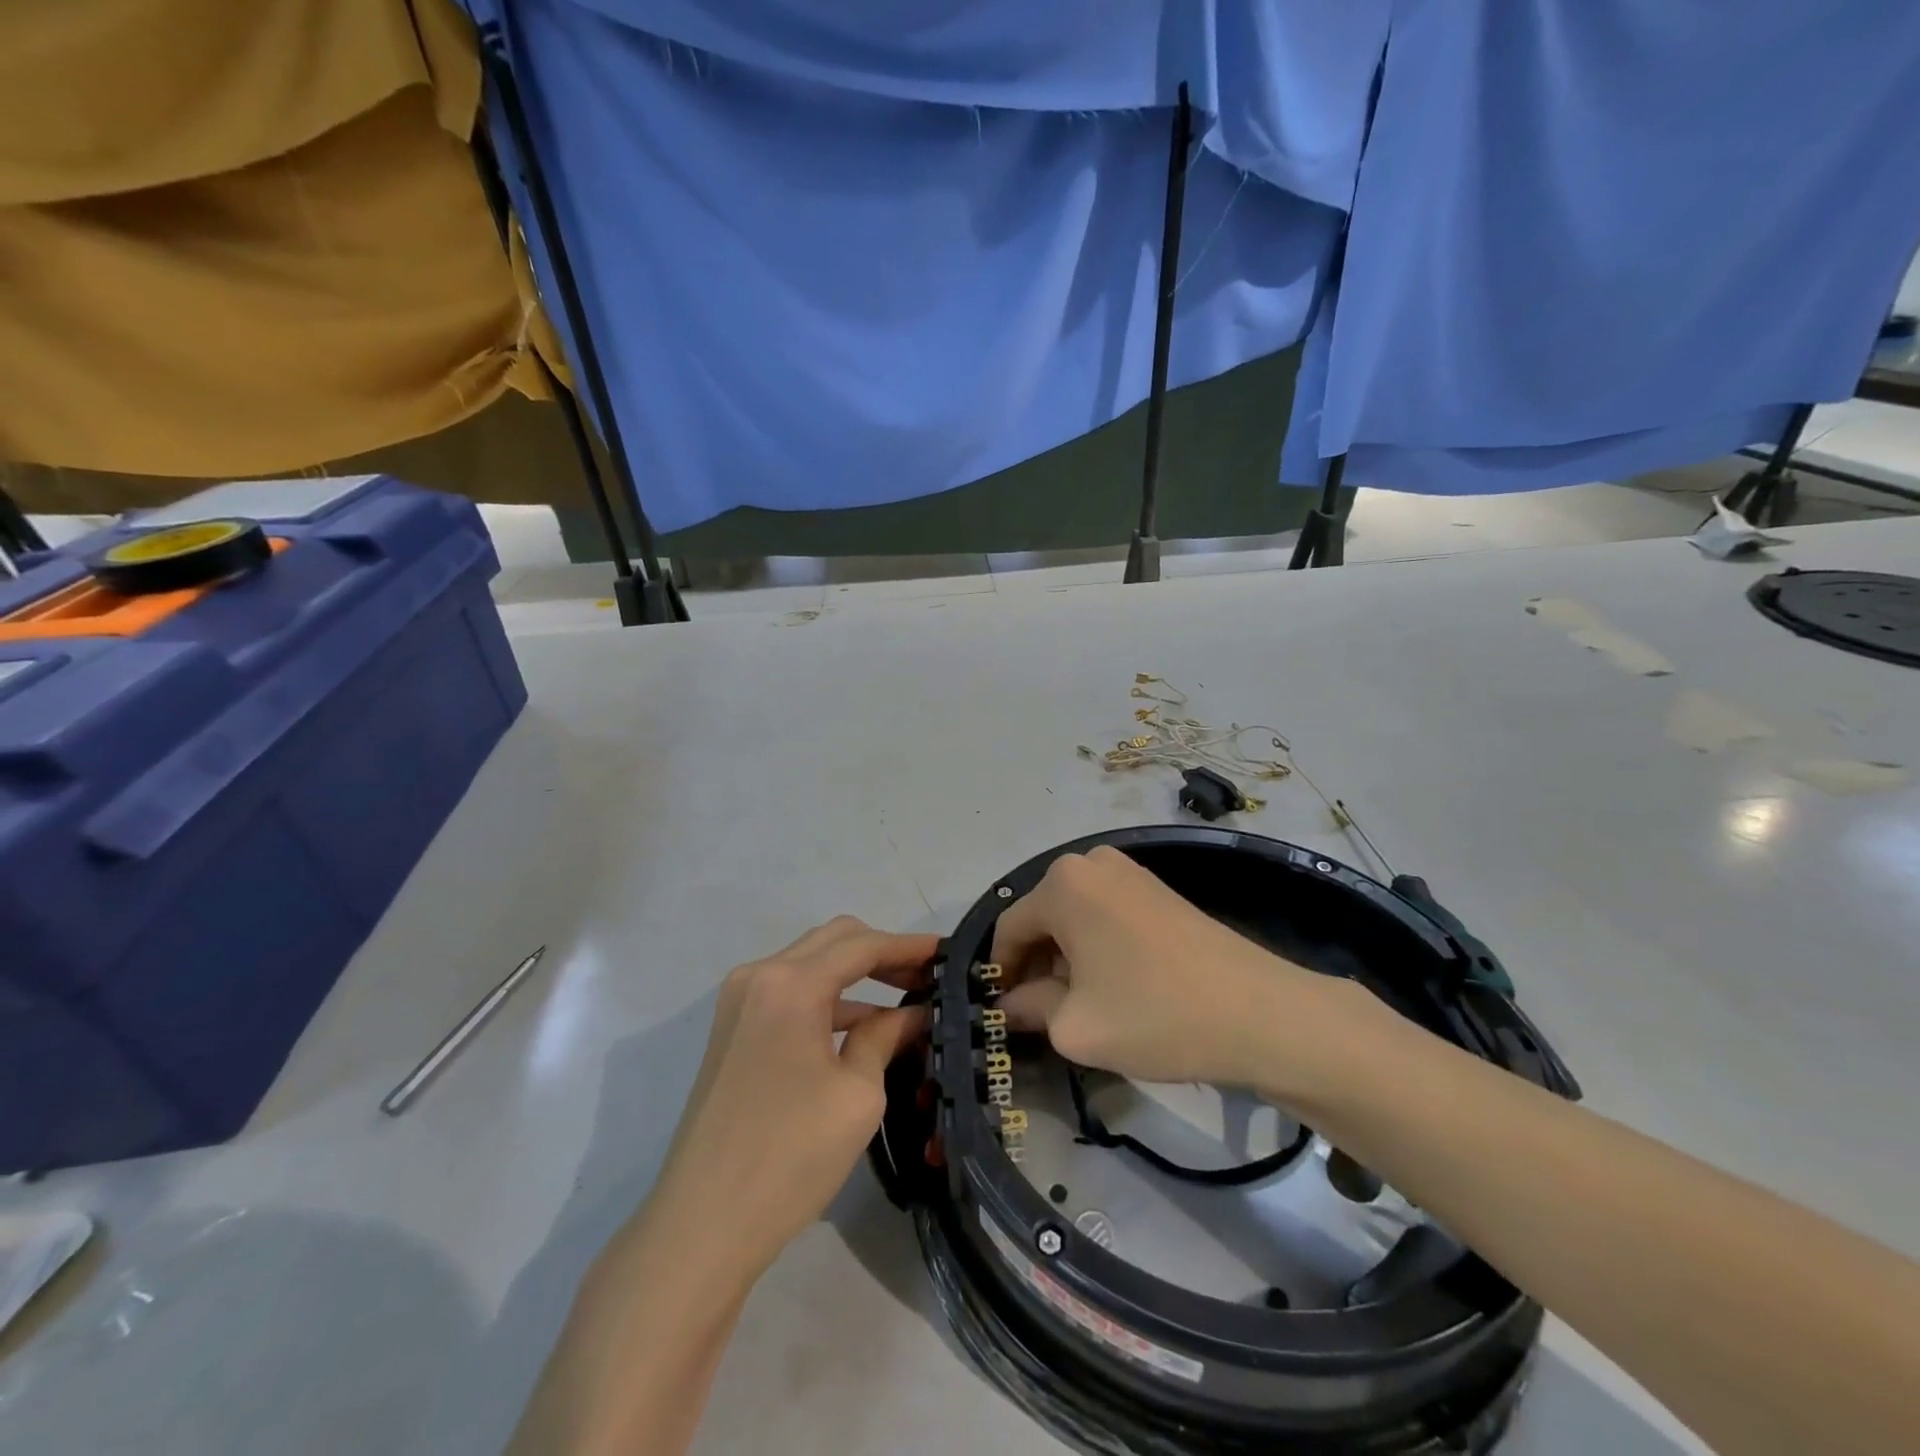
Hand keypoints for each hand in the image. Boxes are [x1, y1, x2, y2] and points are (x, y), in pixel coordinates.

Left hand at [647, 918, 935, 1279]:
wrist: (702, 1225)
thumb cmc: (790, 1157)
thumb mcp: (857, 1094)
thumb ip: (885, 1036)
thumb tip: (913, 1013)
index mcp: (791, 984)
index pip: (862, 945)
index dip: (909, 946)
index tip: (948, 952)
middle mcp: (759, 976)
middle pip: (834, 940)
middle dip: (883, 952)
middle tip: (927, 977)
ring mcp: (740, 1001)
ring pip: (811, 963)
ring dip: (857, 974)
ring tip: (906, 1000)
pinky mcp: (734, 1028)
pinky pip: (791, 992)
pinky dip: (830, 999)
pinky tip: (864, 1026)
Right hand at [992, 846, 1336, 1090]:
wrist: (1259, 1012)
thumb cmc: (1154, 1014)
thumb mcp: (1075, 1026)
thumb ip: (1029, 1009)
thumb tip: (1009, 1005)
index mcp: (1062, 884)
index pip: (1009, 928)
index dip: (1001, 973)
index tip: (1004, 1014)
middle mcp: (1091, 863)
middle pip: (1042, 918)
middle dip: (1035, 965)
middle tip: (1042, 1015)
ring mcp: (1129, 871)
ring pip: (1074, 917)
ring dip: (1067, 958)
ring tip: (1081, 1004)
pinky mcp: (1158, 888)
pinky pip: (1105, 913)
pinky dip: (1097, 946)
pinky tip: (1115, 985)